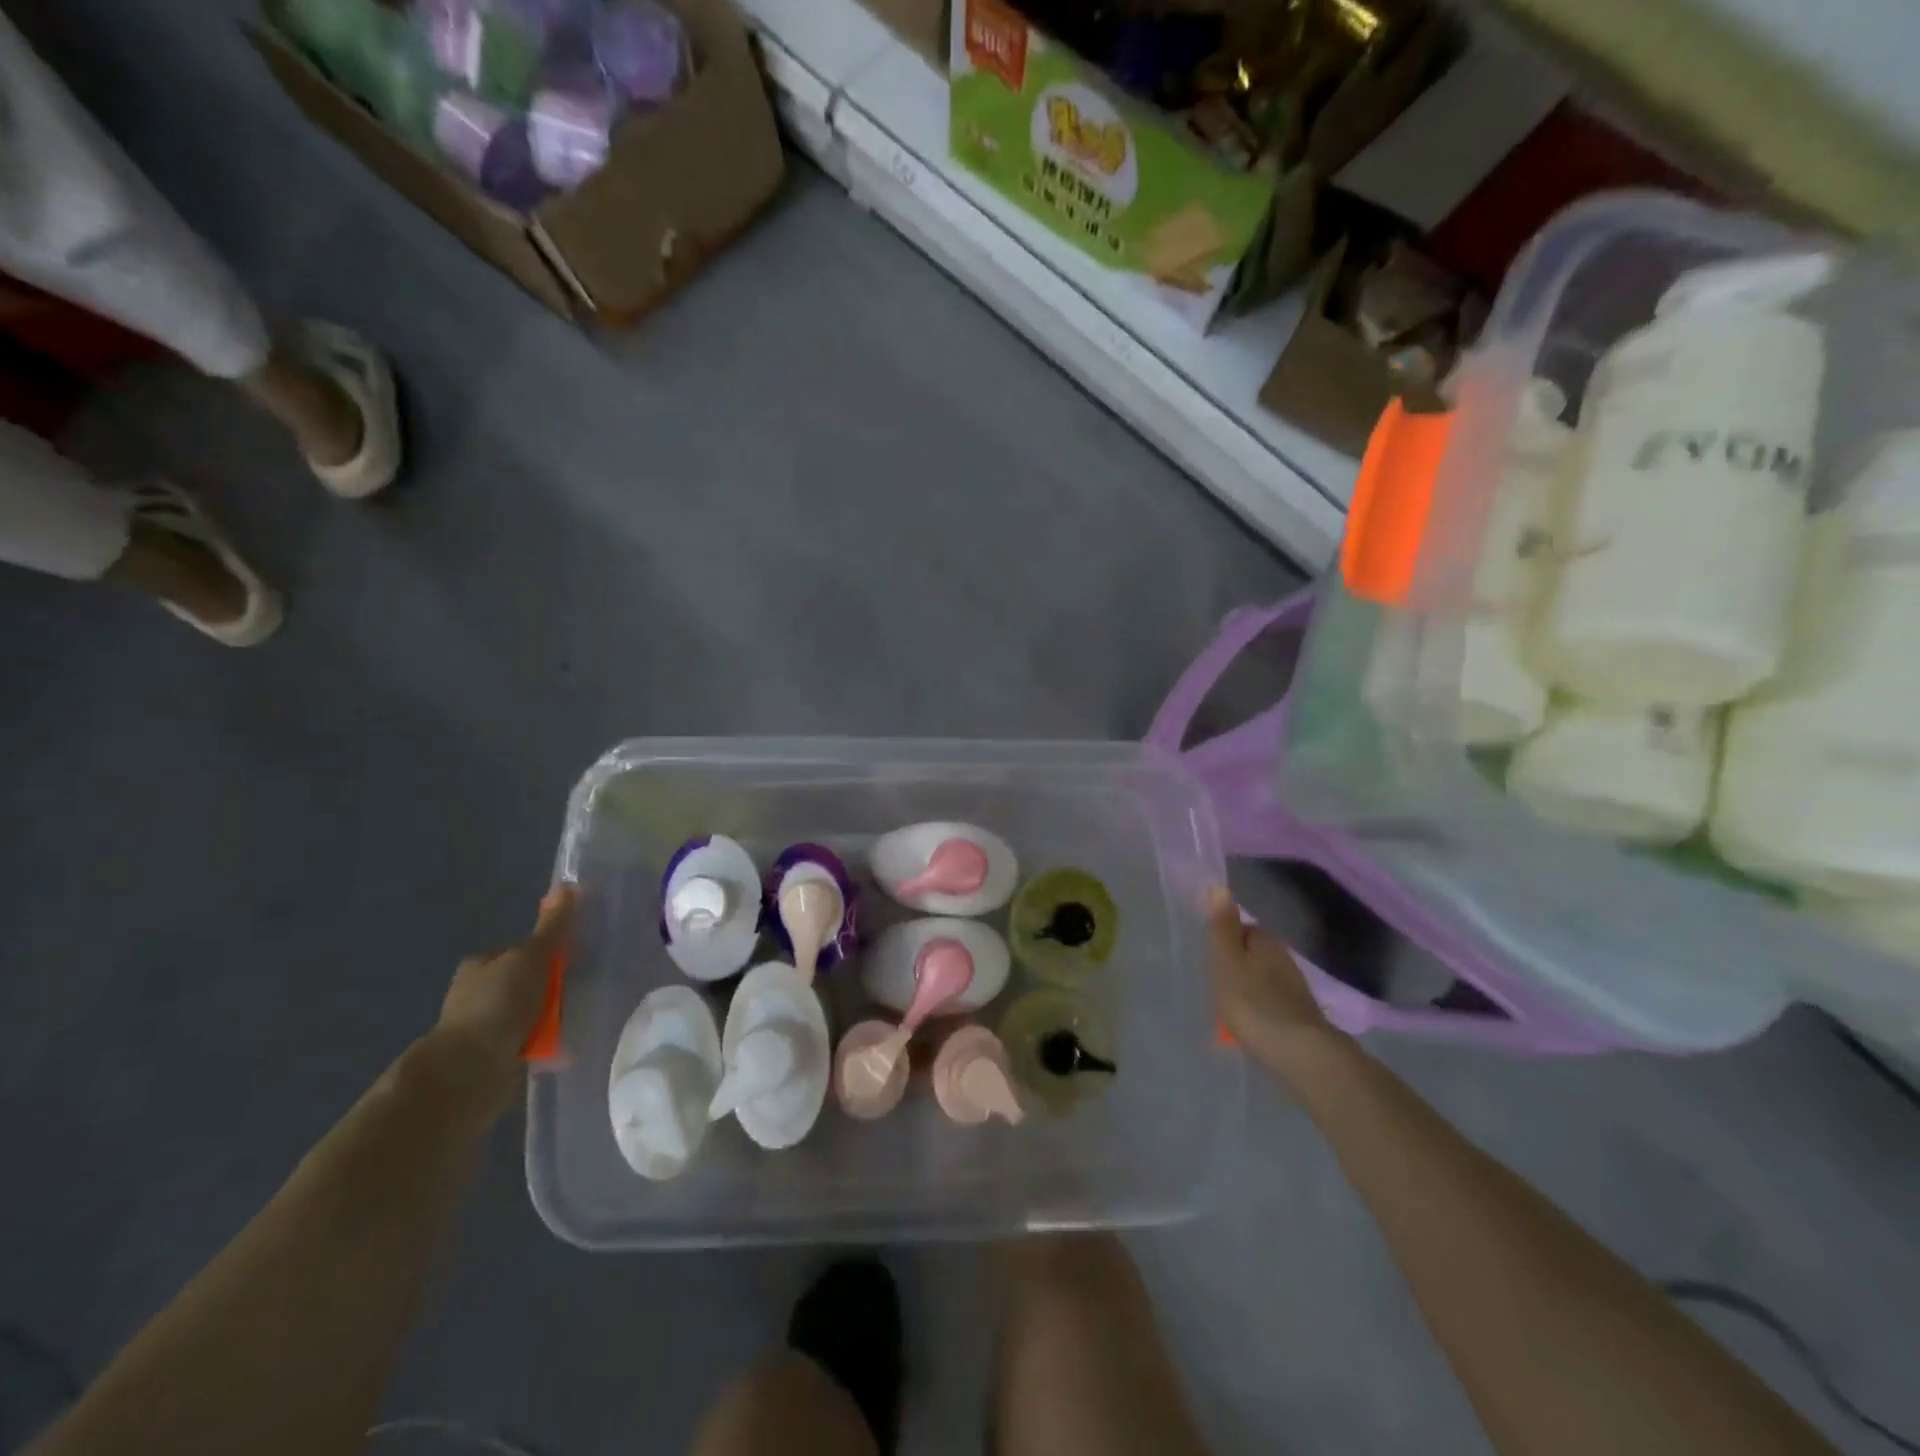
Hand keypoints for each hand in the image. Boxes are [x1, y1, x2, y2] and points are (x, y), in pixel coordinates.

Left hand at [434, 887, 576, 1094]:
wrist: (469, 1072)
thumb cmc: (498, 1004)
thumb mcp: (531, 957)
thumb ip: (553, 927)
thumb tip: (568, 884)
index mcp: (481, 965)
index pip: (524, 949)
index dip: (551, 953)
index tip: (575, 961)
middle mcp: (479, 993)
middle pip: (531, 980)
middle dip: (555, 987)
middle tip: (580, 992)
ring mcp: (485, 1027)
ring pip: (533, 1012)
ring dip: (553, 1018)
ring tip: (577, 1020)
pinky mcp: (495, 1057)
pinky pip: (532, 1042)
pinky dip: (547, 1043)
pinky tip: (564, 1045)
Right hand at [1205, 885, 1338, 1069]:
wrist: (1300, 1054)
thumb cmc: (1254, 1003)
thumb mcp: (1227, 962)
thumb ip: (1222, 927)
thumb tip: (1219, 885)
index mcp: (1267, 942)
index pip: (1244, 929)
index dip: (1226, 940)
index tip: (1211, 958)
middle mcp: (1285, 959)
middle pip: (1255, 955)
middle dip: (1238, 966)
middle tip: (1216, 984)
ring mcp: (1296, 990)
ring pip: (1264, 980)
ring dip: (1249, 989)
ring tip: (1228, 1007)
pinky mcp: (1300, 1018)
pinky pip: (1272, 1004)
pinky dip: (1260, 1010)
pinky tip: (1250, 1026)